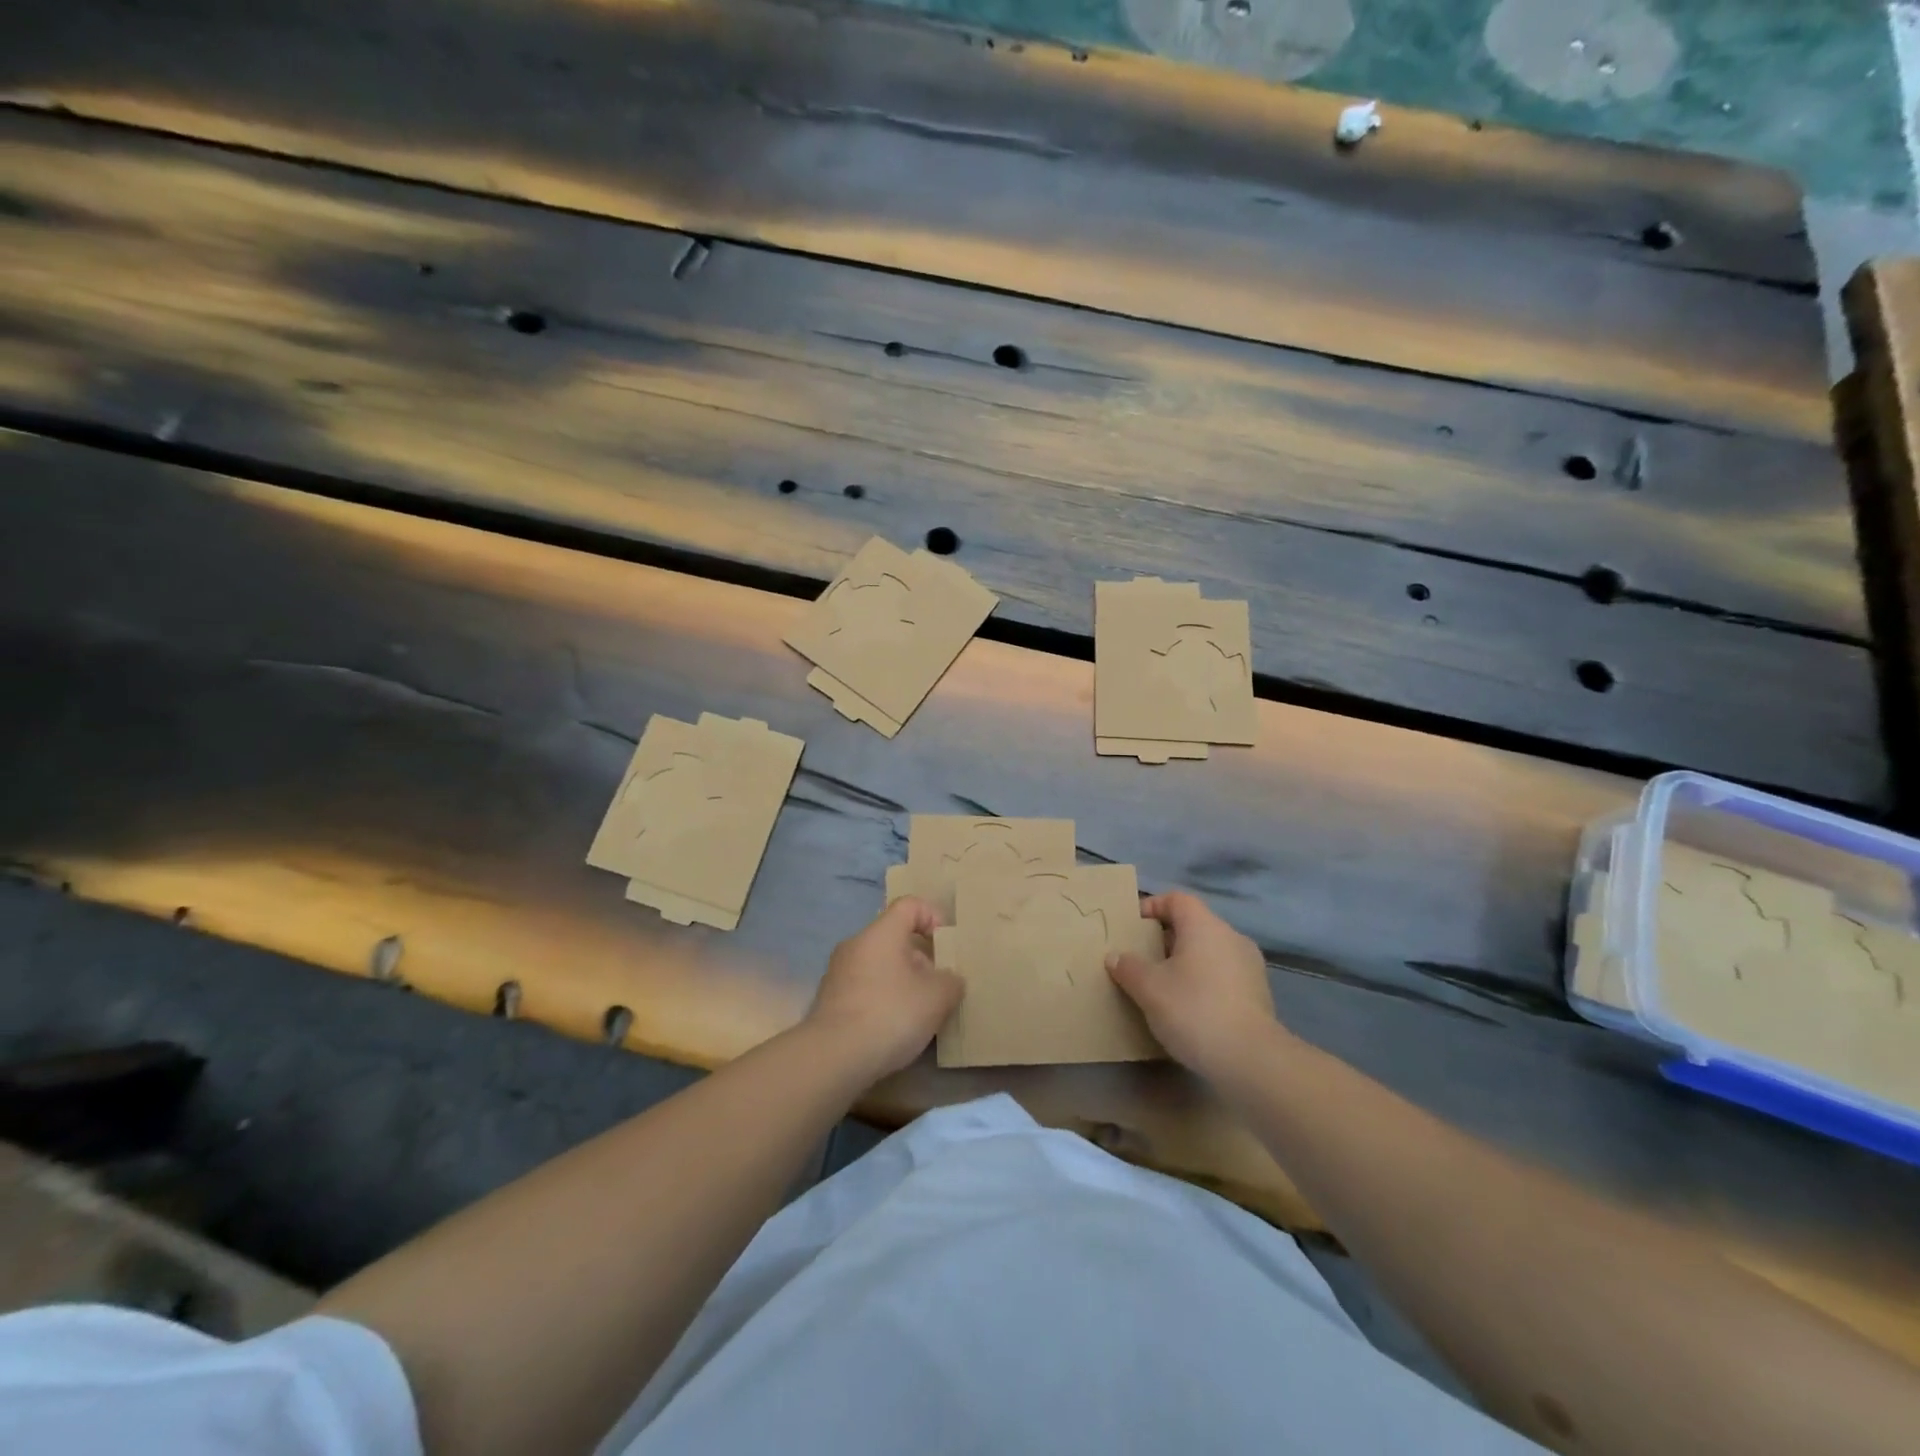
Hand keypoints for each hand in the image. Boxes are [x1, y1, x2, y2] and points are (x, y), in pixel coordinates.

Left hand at [807, 897, 962, 1081]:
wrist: (833, 1057)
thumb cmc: (891, 1013)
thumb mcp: (938, 997)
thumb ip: (952, 982)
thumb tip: (950, 980)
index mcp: (881, 932)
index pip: (910, 905)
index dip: (933, 917)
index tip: (946, 946)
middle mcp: (856, 944)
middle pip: (895, 938)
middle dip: (921, 960)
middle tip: (938, 987)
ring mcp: (837, 973)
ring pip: (879, 966)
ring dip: (902, 982)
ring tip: (919, 1013)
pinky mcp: (829, 1001)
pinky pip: (864, 989)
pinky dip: (882, 1001)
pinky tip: (893, 1029)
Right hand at [1106, 891, 1287, 1081]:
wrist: (1251, 1059)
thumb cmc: (1193, 1009)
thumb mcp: (1148, 988)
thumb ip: (1128, 967)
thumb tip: (1116, 956)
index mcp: (1204, 926)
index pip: (1177, 899)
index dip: (1152, 906)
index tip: (1133, 926)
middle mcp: (1231, 937)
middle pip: (1194, 925)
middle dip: (1166, 939)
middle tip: (1142, 959)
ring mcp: (1250, 966)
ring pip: (1210, 952)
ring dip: (1186, 962)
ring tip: (1163, 986)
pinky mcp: (1259, 995)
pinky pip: (1224, 976)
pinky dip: (1204, 982)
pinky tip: (1190, 1008)